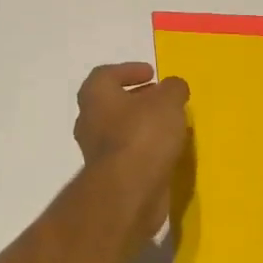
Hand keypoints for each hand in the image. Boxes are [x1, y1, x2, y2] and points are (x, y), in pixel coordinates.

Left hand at [74, 62, 190, 241]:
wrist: (129, 191)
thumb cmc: (143, 135)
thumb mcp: (168, 101)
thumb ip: (173, 88)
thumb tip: (173, 87)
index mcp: (95, 96)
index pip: (105, 75)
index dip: (128, 70)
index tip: (152, 73)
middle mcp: (89, 121)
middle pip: (111, 103)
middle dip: (137, 99)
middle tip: (161, 99)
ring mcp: (97, 152)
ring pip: (119, 131)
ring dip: (141, 126)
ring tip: (169, 125)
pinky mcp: (110, 176)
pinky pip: (128, 155)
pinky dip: (144, 149)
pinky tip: (166, 151)